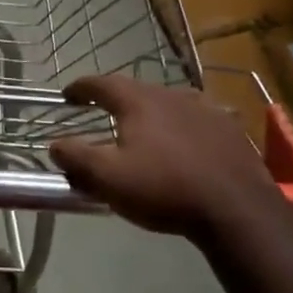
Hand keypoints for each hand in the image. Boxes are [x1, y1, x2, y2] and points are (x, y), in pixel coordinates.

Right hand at [49, 75, 284, 239]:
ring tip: (143, 127)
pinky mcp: (229, 128)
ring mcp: (205, 109)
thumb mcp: (108, 178)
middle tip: (102, 112)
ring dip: (150, 110)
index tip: (68, 95)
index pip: (102, 83)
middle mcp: (171, 95)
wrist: (237, 208)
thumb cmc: (165, 189)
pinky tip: (183, 142)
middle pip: (136, 89)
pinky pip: (196, 118)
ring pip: (168, 102)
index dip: (81, 87)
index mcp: (138, 102)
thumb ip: (76, 158)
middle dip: (115, 98)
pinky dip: (180, 125)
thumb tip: (55, 144)